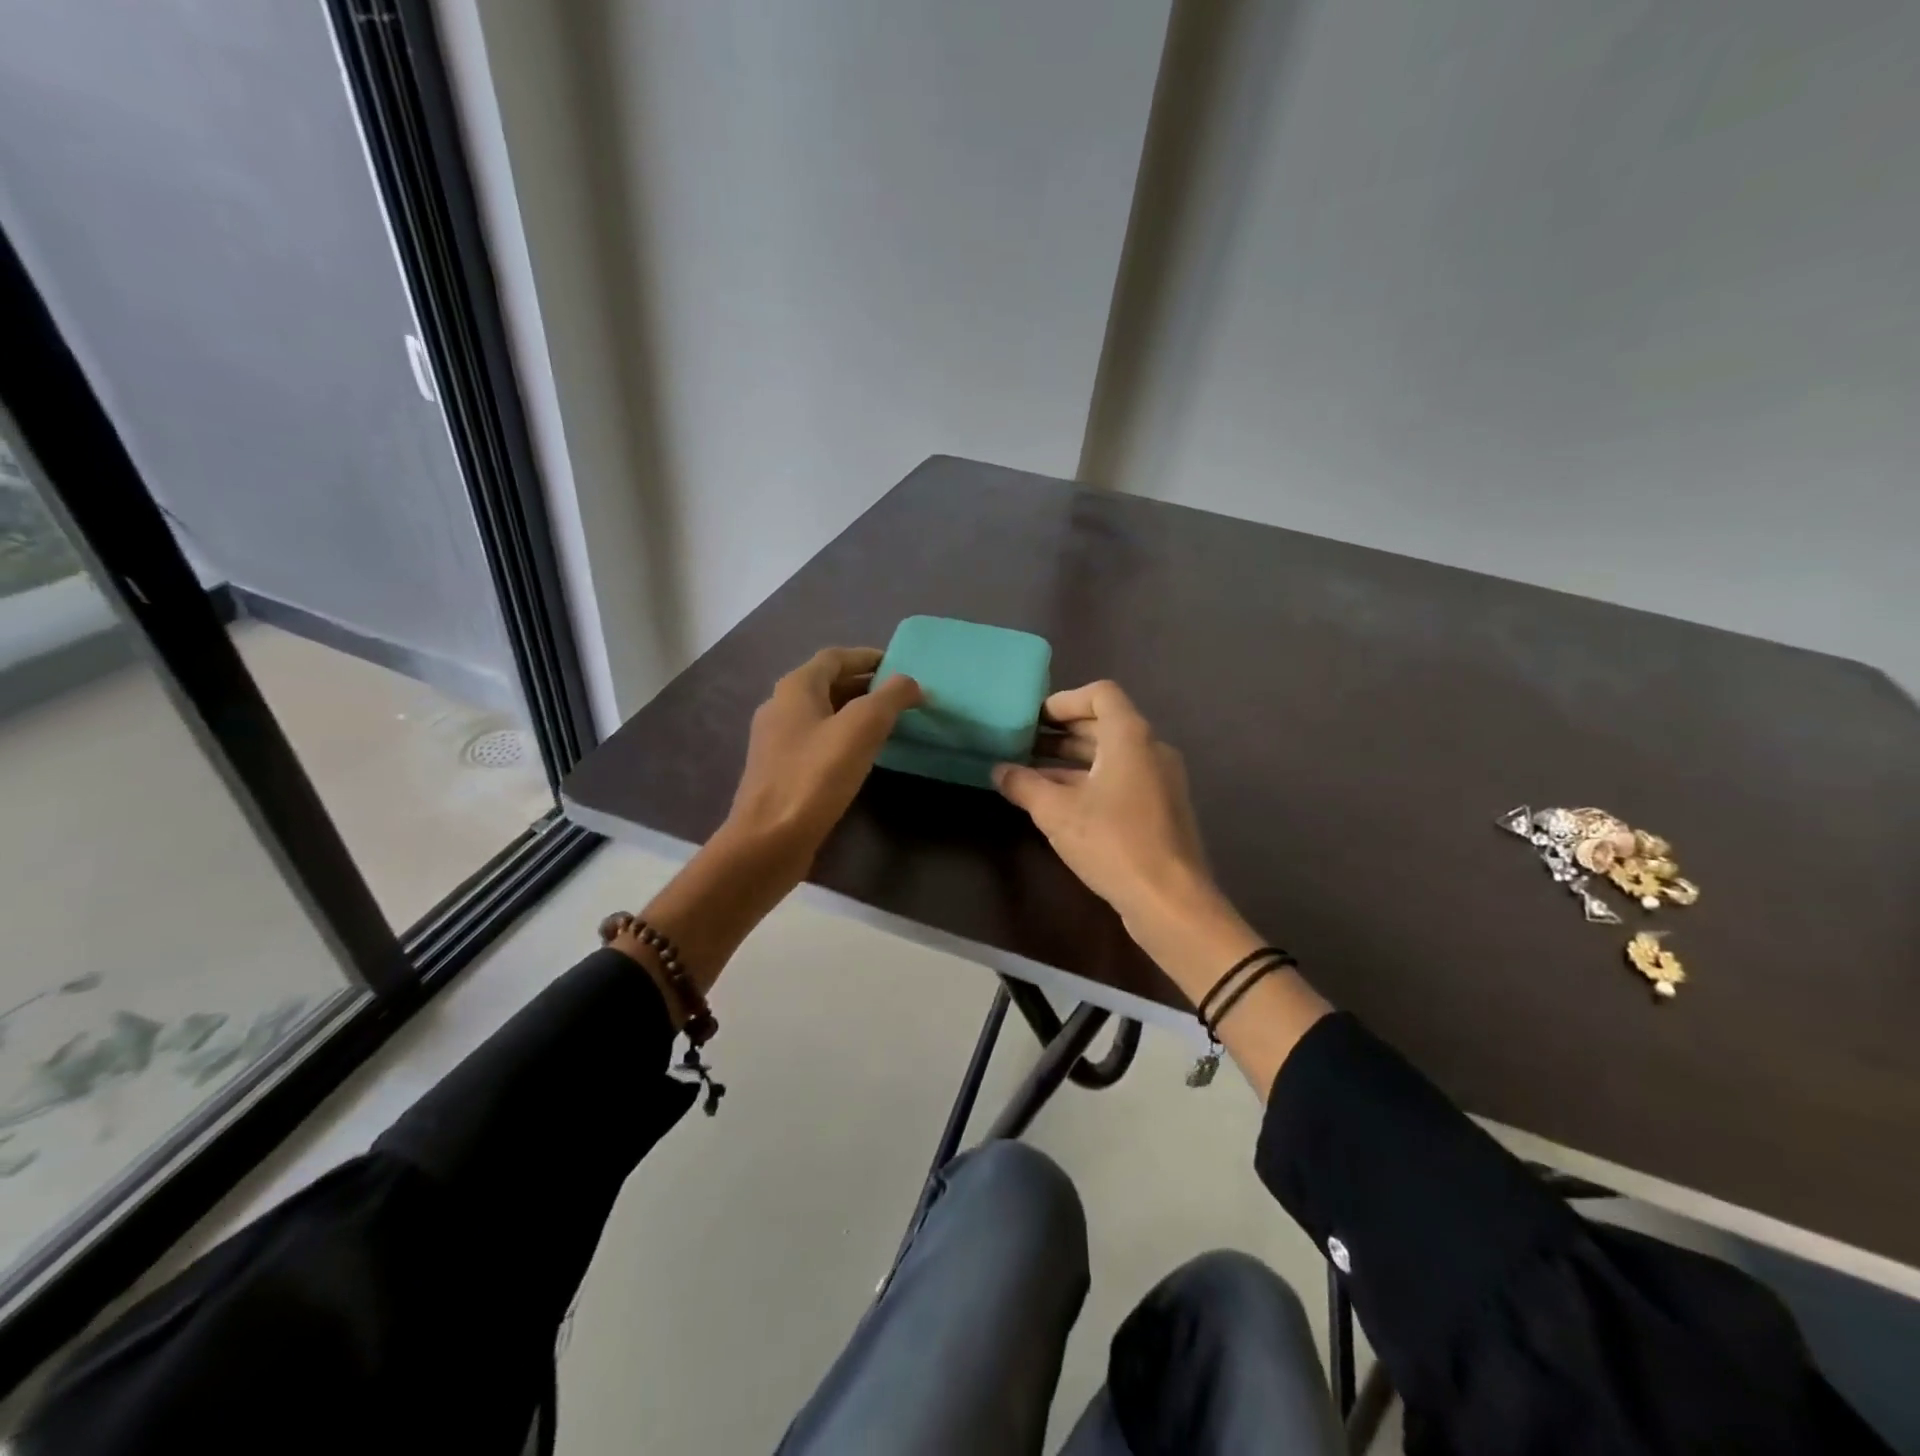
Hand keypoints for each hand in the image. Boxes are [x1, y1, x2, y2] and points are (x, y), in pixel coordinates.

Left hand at [728, 647, 921, 861]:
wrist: (768, 840)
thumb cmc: (815, 777)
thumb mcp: (862, 728)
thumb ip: (890, 698)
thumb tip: (910, 683)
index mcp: (795, 688)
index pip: (835, 657)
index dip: (867, 657)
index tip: (899, 665)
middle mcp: (780, 707)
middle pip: (827, 684)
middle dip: (864, 685)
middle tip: (901, 696)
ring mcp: (776, 742)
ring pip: (822, 715)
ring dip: (854, 713)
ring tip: (889, 724)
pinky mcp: (779, 772)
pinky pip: (816, 741)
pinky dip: (842, 738)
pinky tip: (862, 757)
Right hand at [992, 680, 1217, 940]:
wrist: (1171, 900)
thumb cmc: (1113, 842)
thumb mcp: (1056, 812)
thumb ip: (1023, 784)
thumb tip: (999, 770)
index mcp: (1130, 736)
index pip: (1101, 694)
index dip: (1064, 701)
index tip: (1034, 719)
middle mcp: (1151, 750)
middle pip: (1104, 725)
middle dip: (1061, 733)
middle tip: (1023, 745)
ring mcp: (1160, 781)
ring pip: (1111, 757)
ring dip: (1071, 761)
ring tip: (1031, 776)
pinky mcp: (1161, 810)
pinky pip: (1121, 781)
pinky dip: (1090, 783)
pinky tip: (1059, 805)